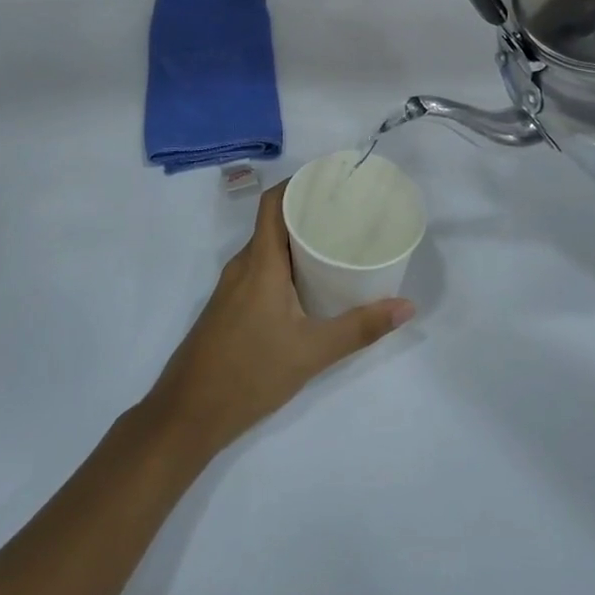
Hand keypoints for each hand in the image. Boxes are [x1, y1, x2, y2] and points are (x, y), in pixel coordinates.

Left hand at [142, 182, 414, 462]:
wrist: (187, 415)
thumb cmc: (249, 373)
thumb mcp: (312, 352)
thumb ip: (360, 329)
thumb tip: (407, 307)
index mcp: (260, 262)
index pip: (273, 202)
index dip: (298, 183)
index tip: (331, 179)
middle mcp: (243, 265)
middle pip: (273, 221)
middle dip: (307, 210)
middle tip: (347, 211)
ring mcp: (232, 287)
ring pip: (267, 248)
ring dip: (296, 239)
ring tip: (334, 241)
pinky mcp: (229, 306)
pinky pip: (260, 269)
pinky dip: (284, 263)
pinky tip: (307, 283)